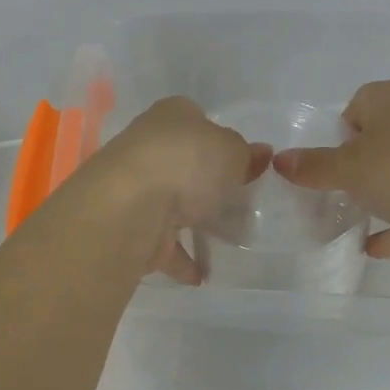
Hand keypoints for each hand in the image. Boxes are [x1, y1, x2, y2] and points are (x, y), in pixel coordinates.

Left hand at [78, 97, 270, 283]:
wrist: (130, 207)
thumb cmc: (186, 163)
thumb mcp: (231, 151)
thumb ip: (246, 155)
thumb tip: (260, 154)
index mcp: (170, 115)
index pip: (197, 120)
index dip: (219, 139)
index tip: (241, 163)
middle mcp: (147, 145)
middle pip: (182, 163)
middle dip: (206, 183)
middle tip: (239, 203)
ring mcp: (135, 187)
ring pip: (170, 203)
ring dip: (192, 221)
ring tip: (226, 240)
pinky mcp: (129, 226)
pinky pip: (160, 242)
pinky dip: (179, 258)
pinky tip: (202, 274)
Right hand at [273, 79, 389, 263]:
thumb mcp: (349, 167)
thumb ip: (314, 166)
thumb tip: (279, 160)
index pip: (357, 104)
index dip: (339, 131)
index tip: (326, 161)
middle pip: (379, 140)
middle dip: (355, 167)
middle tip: (333, 192)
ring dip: (378, 196)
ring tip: (350, 221)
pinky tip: (374, 249)